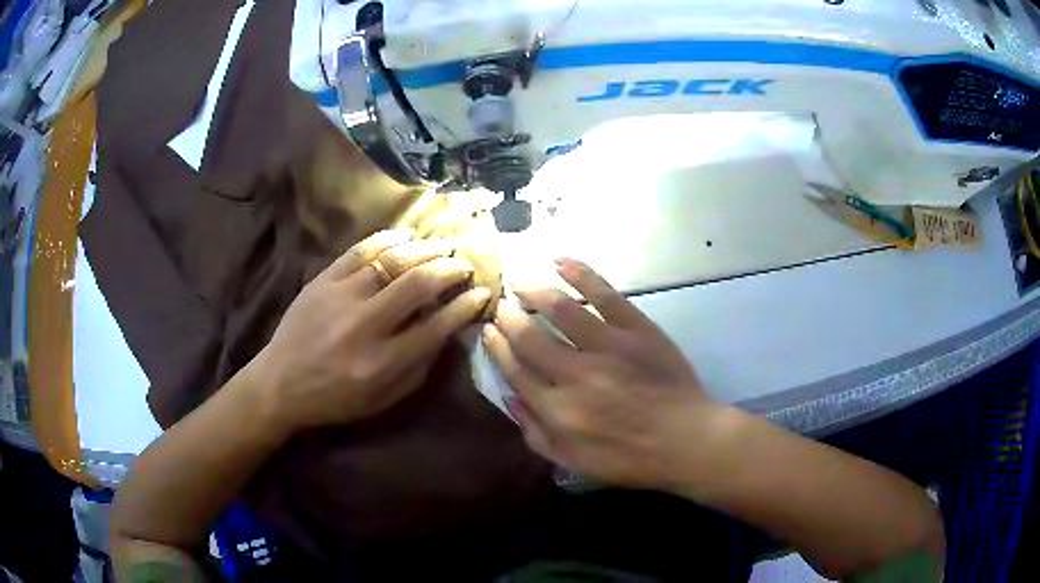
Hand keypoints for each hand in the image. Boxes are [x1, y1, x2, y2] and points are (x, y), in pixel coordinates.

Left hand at [253, 228, 491, 432]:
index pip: (436, 326)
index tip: (482, 292)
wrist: (281, 383)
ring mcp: (340, 298)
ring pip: (391, 260)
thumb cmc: (336, 399)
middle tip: (464, 264)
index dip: (465, 306)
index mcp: (382, 363)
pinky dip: (388, 238)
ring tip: (442, 246)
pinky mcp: (322, 281)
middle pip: (418, 284)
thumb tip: (448, 331)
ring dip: (424, 249)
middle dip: (450, 268)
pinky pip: (360, 249)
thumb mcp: (384, 399)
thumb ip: (419, 368)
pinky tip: (406, 235)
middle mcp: (364, 326)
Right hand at [483, 259, 721, 489]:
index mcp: (557, 409)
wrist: (686, 440)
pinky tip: (559, 262)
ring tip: (520, 281)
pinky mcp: (636, 328)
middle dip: (508, 318)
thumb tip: (510, 399)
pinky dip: (580, 274)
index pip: (515, 370)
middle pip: (529, 337)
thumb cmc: (630, 457)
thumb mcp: (574, 462)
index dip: (497, 347)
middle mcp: (575, 374)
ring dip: (534, 291)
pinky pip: (603, 294)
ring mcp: (607, 346)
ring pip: (560, 309)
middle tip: (501, 305)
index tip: (488, 330)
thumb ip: (536, 434)